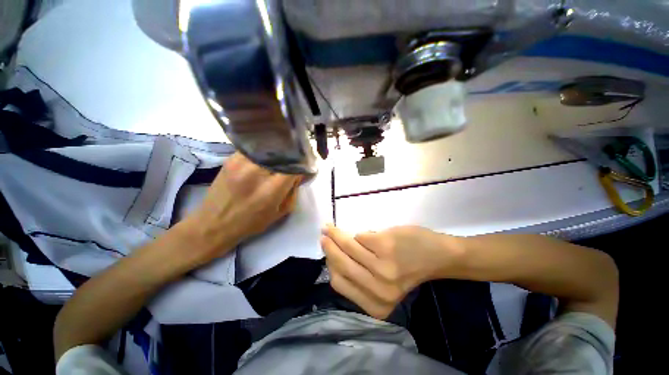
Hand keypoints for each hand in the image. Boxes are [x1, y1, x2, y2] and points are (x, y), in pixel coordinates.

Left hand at [183, 152, 300, 262]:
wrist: (214, 223)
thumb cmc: (252, 222)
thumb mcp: (281, 211)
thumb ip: (293, 191)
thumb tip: (300, 174)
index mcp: (271, 189)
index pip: (294, 166)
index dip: (303, 165)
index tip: (306, 166)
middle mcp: (257, 172)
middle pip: (282, 153)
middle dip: (292, 156)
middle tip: (296, 160)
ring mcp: (241, 162)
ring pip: (269, 147)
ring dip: (279, 151)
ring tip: (282, 157)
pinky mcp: (231, 159)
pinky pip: (255, 149)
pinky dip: (265, 151)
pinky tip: (267, 157)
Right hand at [321, 225, 463, 318]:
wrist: (437, 256)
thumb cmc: (408, 269)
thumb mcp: (382, 284)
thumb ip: (359, 277)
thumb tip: (334, 257)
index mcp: (375, 304)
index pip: (339, 283)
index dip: (330, 266)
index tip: (326, 253)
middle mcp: (377, 289)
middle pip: (340, 264)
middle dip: (328, 247)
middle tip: (324, 236)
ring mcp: (381, 266)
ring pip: (347, 246)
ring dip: (336, 235)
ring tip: (330, 228)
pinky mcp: (385, 246)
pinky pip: (360, 236)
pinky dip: (359, 233)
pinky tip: (361, 232)